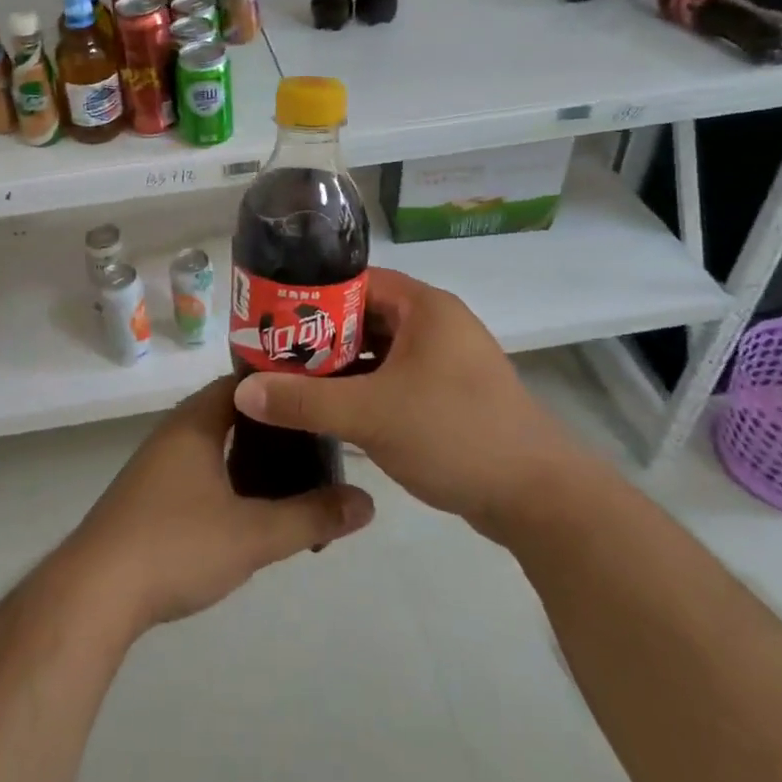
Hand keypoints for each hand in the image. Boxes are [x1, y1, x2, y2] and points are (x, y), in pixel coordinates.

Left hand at [60, 376, 374, 631]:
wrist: (94, 592)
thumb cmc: (176, 545)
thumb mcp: (253, 534)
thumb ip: (311, 516)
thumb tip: (367, 502)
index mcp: (196, 422)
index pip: (244, 382)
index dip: (282, 385)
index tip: (319, 396)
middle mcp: (174, 433)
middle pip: (232, 413)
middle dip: (274, 427)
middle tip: (317, 440)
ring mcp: (156, 465)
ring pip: (215, 445)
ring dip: (250, 457)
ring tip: (294, 476)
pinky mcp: (147, 496)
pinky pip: (199, 470)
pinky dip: (229, 478)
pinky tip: (249, 509)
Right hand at [233, 267, 587, 538]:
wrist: (538, 499)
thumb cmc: (454, 434)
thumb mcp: (371, 415)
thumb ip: (304, 401)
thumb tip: (243, 392)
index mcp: (425, 307)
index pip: (355, 282)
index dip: (310, 296)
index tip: (270, 318)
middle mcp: (436, 324)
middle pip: (364, 317)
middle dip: (319, 337)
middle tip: (272, 354)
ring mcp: (445, 362)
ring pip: (379, 352)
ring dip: (340, 367)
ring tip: (290, 383)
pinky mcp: (449, 395)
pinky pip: (395, 379)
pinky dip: (364, 389)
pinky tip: (331, 410)